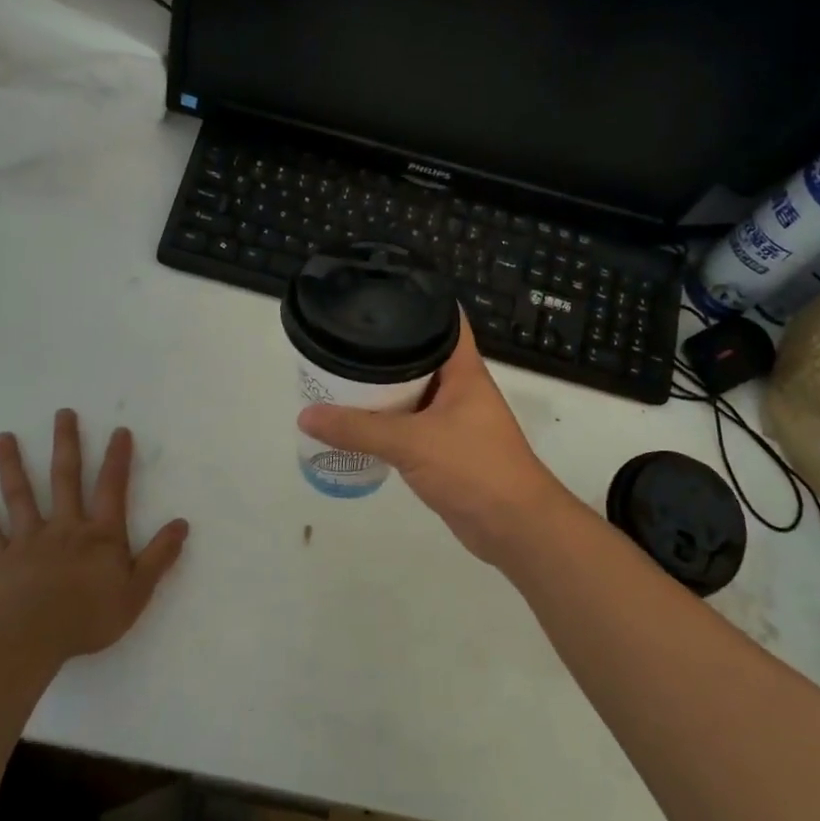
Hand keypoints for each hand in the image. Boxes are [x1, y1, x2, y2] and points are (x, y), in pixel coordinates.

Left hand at [0, 410, 188, 663]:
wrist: (27, 640)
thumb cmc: (87, 617)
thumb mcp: (136, 592)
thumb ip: (159, 557)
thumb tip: (182, 524)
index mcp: (100, 535)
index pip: (112, 488)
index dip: (117, 459)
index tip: (119, 431)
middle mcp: (65, 528)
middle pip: (65, 479)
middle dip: (66, 444)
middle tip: (62, 414)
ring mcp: (28, 541)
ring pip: (20, 496)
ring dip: (11, 465)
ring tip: (2, 437)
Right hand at [297, 315, 568, 564]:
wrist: (514, 527)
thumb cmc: (473, 468)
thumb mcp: (411, 442)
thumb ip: (358, 429)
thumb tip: (305, 415)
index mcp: (464, 370)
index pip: (444, 320)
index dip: (416, 301)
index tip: (378, 293)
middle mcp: (460, 388)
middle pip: (421, 355)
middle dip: (385, 350)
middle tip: (342, 339)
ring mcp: (454, 419)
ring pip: (414, 393)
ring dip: (384, 389)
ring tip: (340, 375)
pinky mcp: (446, 448)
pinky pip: (412, 424)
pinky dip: (388, 421)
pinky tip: (357, 422)